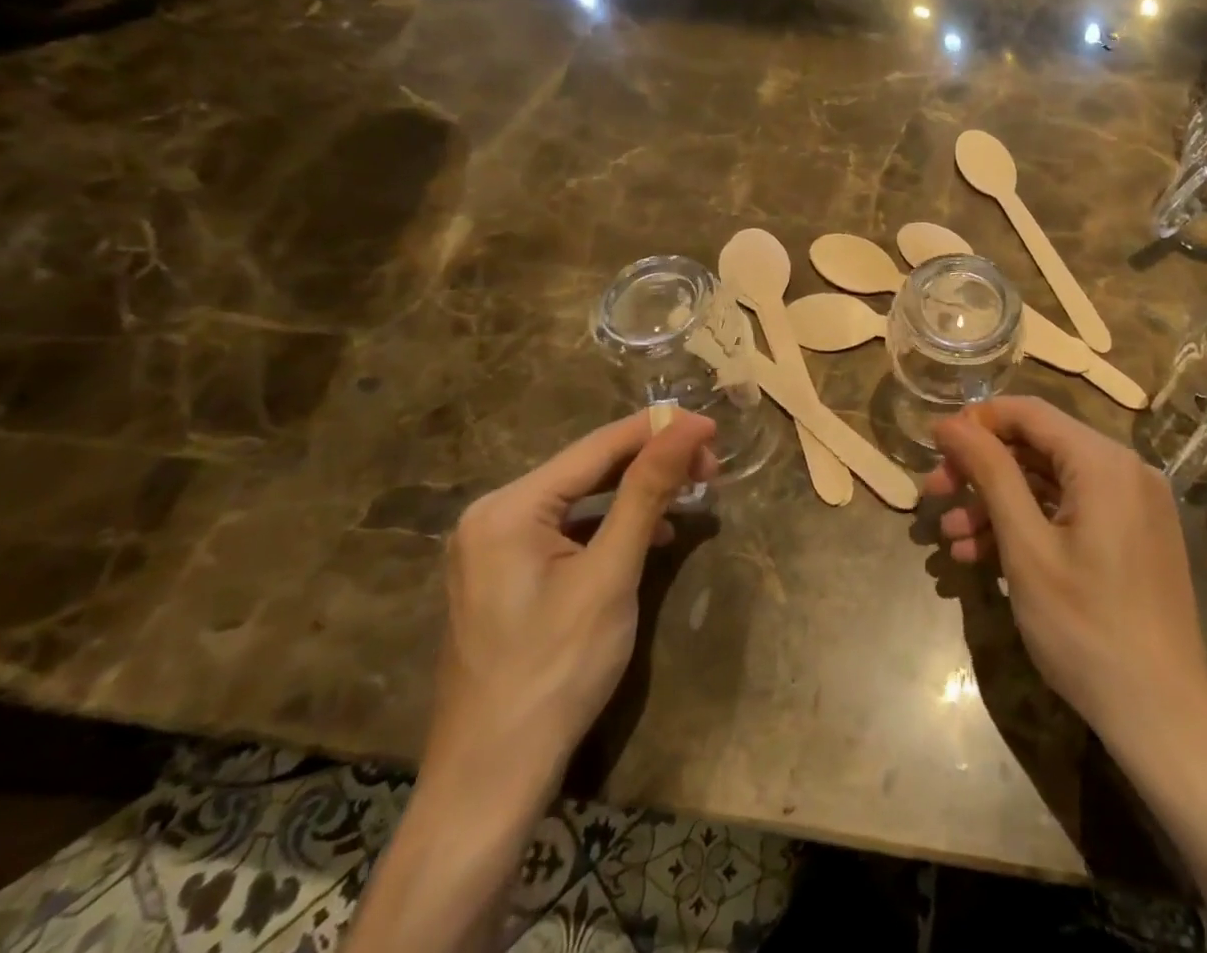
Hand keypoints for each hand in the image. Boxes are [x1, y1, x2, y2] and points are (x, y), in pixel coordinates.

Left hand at [424, 409, 717, 804]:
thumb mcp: (610, 575)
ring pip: (583, 498)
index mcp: (507, 507)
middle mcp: (494, 515)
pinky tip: (653, 536)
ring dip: (638, 493)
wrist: (491, 782)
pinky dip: (615, 526)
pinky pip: (571, 530)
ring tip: (692, 492)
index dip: (660, 431)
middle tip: (711, 468)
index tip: (714, 426)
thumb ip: (647, 492)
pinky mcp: (509, 575)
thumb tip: (687, 425)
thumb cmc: (555, 671)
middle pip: (588, 469)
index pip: (597, 447)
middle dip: (652, 462)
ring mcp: (496, 547)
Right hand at [925, 397, 1206, 742]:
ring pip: (1050, 483)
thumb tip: (951, 423)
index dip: (977, 422)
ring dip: (997, 504)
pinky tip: (984, 557)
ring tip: (950, 539)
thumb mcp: (1026, 547)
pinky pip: (1071, 512)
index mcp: (1104, 461)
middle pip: (1038, 447)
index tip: (935, 447)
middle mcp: (1125, 470)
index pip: (1029, 412)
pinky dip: (1029, 526)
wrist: (1162, 717)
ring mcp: (1133, 505)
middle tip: (934, 494)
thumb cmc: (1086, 628)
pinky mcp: (1132, 537)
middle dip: (982, 470)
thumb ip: (990, 474)